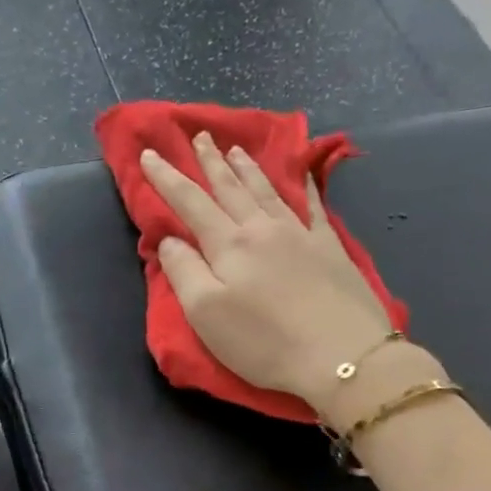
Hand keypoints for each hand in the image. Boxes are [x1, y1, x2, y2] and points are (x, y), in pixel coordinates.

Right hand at [142, 134, 416, 415]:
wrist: (341, 354)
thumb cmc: (263, 340)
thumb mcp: (205, 313)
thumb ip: (183, 272)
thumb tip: (170, 240)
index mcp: (228, 244)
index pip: (190, 202)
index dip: (167, 178)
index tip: (150, 154)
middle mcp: (262, 229)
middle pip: (231, 188)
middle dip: (211, 162)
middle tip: (199, 136)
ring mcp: (301, 235)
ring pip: (267, 191)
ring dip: (248, 168)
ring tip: (237, 149)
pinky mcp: (331, 249)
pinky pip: (314, 207)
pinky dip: (305, 186)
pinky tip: (304, 175)